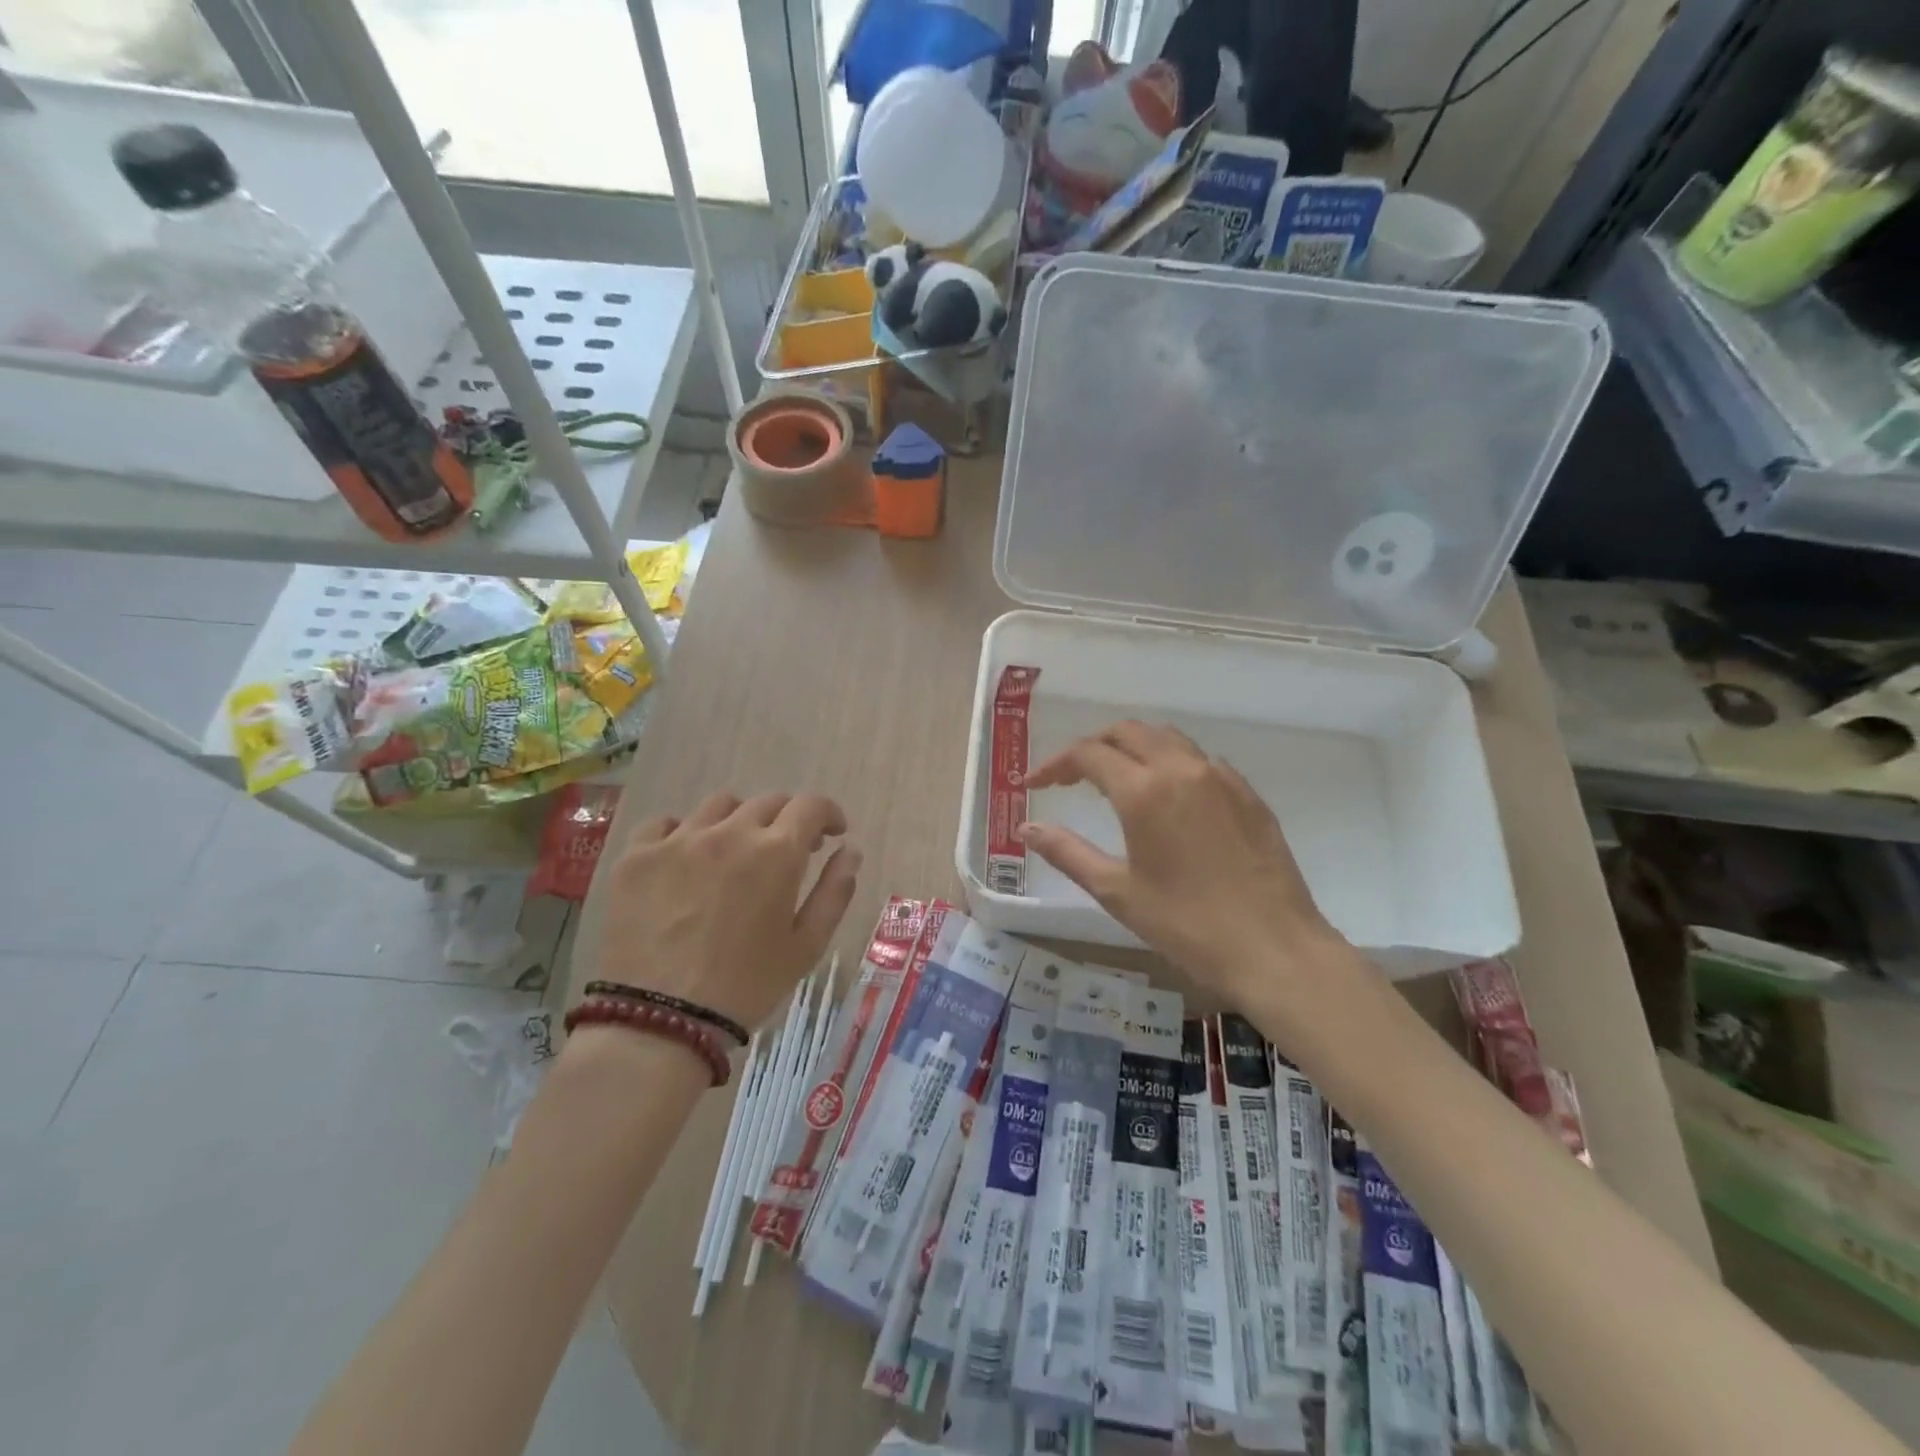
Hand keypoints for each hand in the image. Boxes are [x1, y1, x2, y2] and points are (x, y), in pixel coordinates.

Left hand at [595, 791, 860, 1030]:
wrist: (659, 1021)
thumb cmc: (746, 986)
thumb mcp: (807, 946)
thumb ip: (835, 891)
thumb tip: (849, 850)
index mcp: (776, 853)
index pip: (811, 806)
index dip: (828, 814)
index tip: (831, 834)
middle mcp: (730, 832)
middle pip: (768, 802)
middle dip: (788, 819)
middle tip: (787, 851)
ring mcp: (678, 840)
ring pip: (719, 806)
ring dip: (739, 821)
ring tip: (735, 853)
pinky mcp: (637, 856)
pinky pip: (665, 824)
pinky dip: (685, 833)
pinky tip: (685, 861)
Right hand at [1019, 722, 1346, 999]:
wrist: (1275, 949)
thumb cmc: (1186, 925)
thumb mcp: (1117, 892)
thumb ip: (1067, 852)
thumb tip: (1026, 828)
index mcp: (1144, 791)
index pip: (1088, 754)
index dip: (1055, 764)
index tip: (1034, 785)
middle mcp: (1181, 769)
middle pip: (1127, 732)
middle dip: (1093, 746)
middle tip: (1071, 776)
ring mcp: (1221, 778)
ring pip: (1167, 738)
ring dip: (1133, 747)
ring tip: (1116, 779)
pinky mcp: (1248, 794)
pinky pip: (1200, 760)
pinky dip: (1172, 763)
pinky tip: (1169, 798)